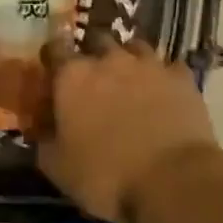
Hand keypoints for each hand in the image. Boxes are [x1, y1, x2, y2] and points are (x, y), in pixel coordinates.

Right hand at [39, 39, 222, 222]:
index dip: (53, 60)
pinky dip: (164, 76)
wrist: (173, 182)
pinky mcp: (181, 78)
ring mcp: (148, 65)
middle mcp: (108, 59)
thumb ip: (43, 139)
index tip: (54, 75)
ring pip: (134, 47)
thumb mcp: (57, 167)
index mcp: (72, 76)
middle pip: (96, 40)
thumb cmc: (105, 175)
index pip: (54, 49)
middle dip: (93, 54)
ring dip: (129, 60)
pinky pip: (169, 67)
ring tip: (131, 81)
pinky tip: (164, 92)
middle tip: (95, 80)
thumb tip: (40, 127)